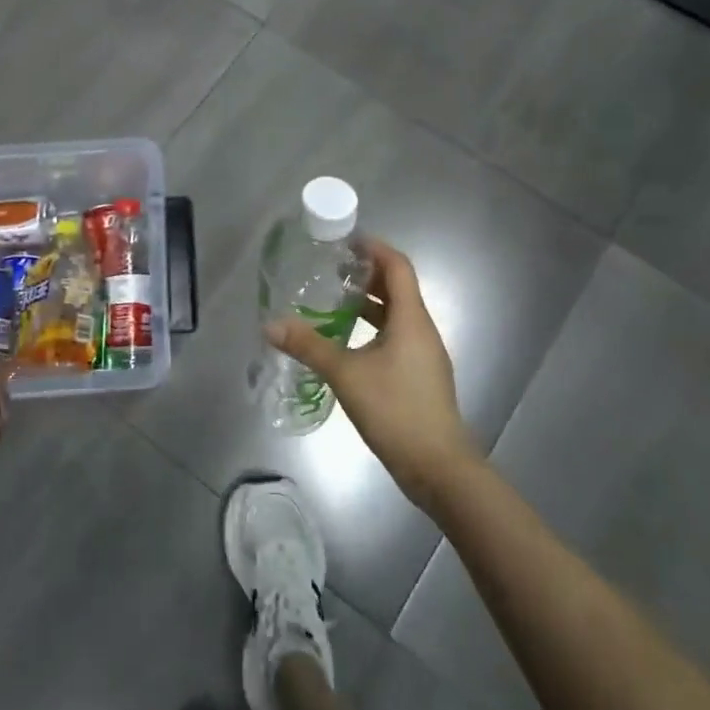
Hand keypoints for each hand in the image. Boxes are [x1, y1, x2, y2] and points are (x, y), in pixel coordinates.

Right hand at [266, 238, 480, 509]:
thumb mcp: (346, 374)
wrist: (439, 467)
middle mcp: (422, 329)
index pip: (398, 266)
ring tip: (334, 302)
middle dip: (367, 275)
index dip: (375, 248)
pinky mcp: (420, 375)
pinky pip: (397, 337)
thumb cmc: (396, 410)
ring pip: (397, 315)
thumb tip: (270, 325)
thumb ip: (309, 346)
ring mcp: (424, 354)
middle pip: (397, 288)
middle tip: (332, 270)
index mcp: (411, 318)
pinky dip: (374, 328)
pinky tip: (348, 343)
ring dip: (369, 303)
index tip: (347, 241)